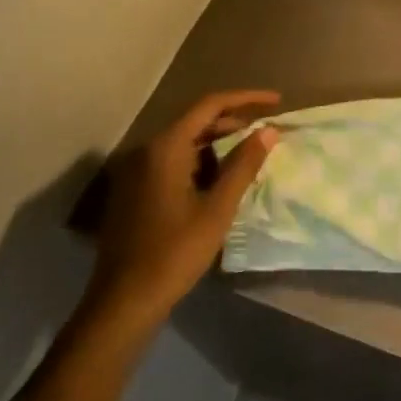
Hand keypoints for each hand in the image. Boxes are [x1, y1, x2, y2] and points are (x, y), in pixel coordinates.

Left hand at [87, 90, 280, 323]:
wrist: (123, 302)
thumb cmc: (174, 252)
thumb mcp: (218, 208)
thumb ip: (244, 164)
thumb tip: (268, 130)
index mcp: (165, 148)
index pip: (210, 105)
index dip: (246, 98)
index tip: (276, 101)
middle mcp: (147, 151)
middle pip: (196, 121)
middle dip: (234, 121)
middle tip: (266, 131)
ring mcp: (137, 171)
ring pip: (185, 142)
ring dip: (218, 143)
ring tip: (250, 153)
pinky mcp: (135, 191)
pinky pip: (173, 161)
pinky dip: (201, 160)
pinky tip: (220, 178)